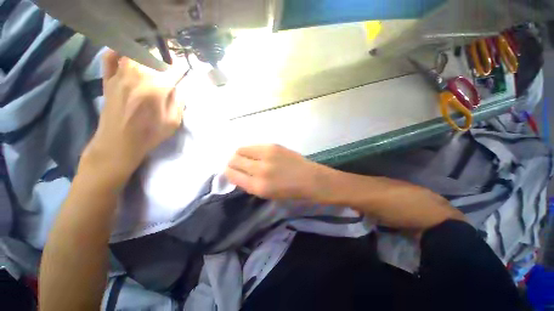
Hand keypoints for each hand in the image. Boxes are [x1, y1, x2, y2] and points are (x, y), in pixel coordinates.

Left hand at [81, 50, 184, 186]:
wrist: (118, 143)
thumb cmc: (149, 134)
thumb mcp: (173, 122)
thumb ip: (178, 102)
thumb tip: (178, 87)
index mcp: (156, 87)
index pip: (174, 69)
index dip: (182, 68)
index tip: (185, 70)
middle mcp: (137, 75)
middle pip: (154, 56)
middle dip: (165, 61)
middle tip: (170, 70)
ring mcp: (119, 75)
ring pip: (134, 53)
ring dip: (146, 56)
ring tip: (152, 64)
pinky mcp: (108, 79)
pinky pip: (110, 58)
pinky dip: (118, 52)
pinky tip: (126, 55)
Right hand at [225, 144, 327, 200]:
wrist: (309, 178)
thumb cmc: (289, 191)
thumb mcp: (266, 194)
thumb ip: (249, 184)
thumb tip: (236, 174)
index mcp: (258, 186)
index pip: (232, 175)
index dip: (228, 173)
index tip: (230, 172)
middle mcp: (260, 169)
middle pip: (234, 160)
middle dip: (231, 163)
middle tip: (237, 165)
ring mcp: (267, 155)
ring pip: (240, 150)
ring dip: (239, 155)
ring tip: (245, 158)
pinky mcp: (273, 145)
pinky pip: (253, 146)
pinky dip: (250, 150)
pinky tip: (256, 154)